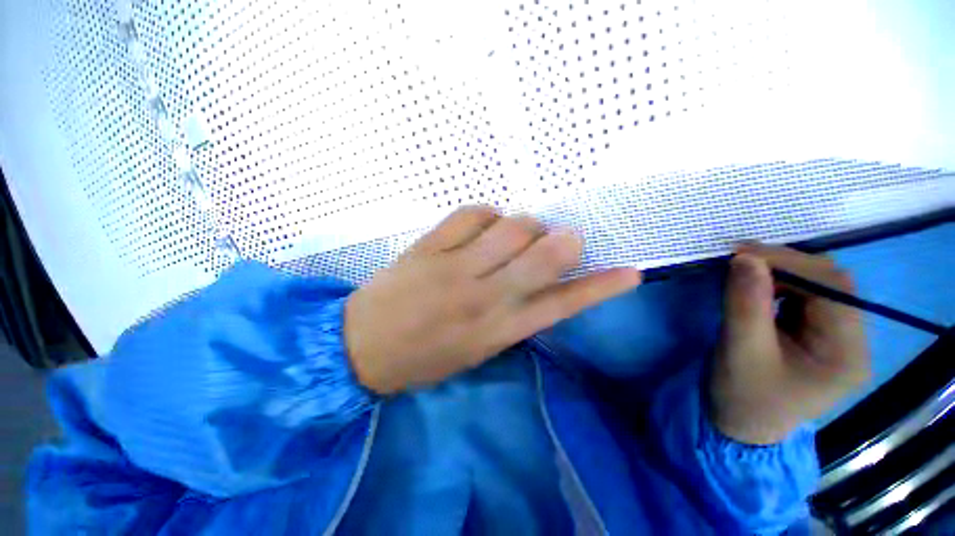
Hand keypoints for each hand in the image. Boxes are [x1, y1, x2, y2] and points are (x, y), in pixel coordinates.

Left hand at [344, 206, 641, 393]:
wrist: (363, 348)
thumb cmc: (425, 357)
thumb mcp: (478, 351)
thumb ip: (513, 318)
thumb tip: (540, 283)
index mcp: (498, 331)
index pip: (561, 305)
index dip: (599, 288)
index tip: (630, 273)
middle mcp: (483, 296)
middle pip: (541, 256)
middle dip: (563, 242)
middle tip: (562, 240)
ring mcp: (454, 267)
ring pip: (511, 227)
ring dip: (526, 225)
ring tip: (518, 233)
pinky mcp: (428, 247)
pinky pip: (471, 213)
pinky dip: (487, 213)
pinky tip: (484, 223)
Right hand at [709, 244, 870, 444]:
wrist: (741, 424)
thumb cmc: (743, 395)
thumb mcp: (740, 350)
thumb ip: (745, 303)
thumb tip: (744, 257)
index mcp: (846, 353)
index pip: (833, 288)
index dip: (790, 262)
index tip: (741, 253)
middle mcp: (854, 340)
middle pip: (831, 283)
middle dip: (785, 265)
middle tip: (739, 260)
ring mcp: (839, 336)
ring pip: (819, 285)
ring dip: (781, 272)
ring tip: (744, 273)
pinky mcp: (820, 333)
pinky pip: (806, 295)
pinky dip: (779, 283)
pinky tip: (757, 287)